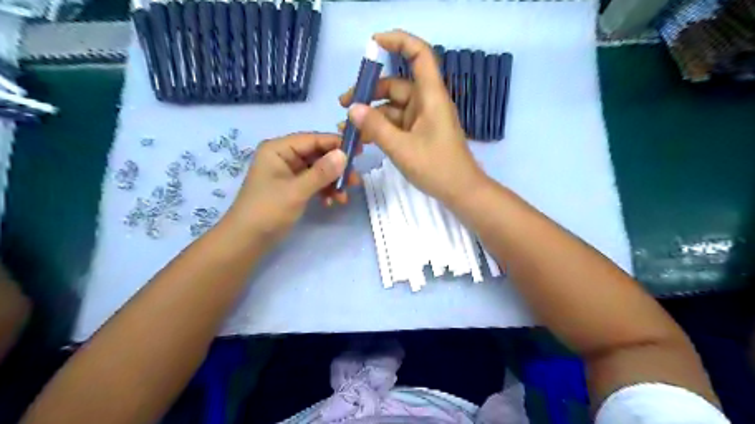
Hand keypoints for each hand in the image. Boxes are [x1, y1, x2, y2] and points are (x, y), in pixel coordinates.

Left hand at [225, 133, 357, 244]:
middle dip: (337, 168)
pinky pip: (314, 183)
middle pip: (318, 155)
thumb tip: (344, 155)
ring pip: (318, 170)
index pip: (313, 140)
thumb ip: (321, 172)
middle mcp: (284, 157)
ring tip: (344, 197)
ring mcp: (288, 173)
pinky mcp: (292, 187)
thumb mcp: (296, 191)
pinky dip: (324, 191)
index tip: (359, 151)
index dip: (337, 144)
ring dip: (332, 182)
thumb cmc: (267, 211)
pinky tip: (330, 202)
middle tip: (356, 180)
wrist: (247, 240)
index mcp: (279, 149)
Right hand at [339, 30, 486, 205]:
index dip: (399, 42)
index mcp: (430, 96)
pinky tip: (362, 138)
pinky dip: (380, 128)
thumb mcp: (401, 148)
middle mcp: (426, 102)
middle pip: (396, 85)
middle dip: (369, 92)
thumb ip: (376, 128)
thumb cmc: (436, 167)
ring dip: (371, 114)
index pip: (419, 55)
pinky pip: (396, 123)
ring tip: (347, 128)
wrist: (460, 192)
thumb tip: (352, 108)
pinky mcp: (419, 133)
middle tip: (344, 105)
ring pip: (393, 107)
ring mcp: (422, 118)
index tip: (373, 43)